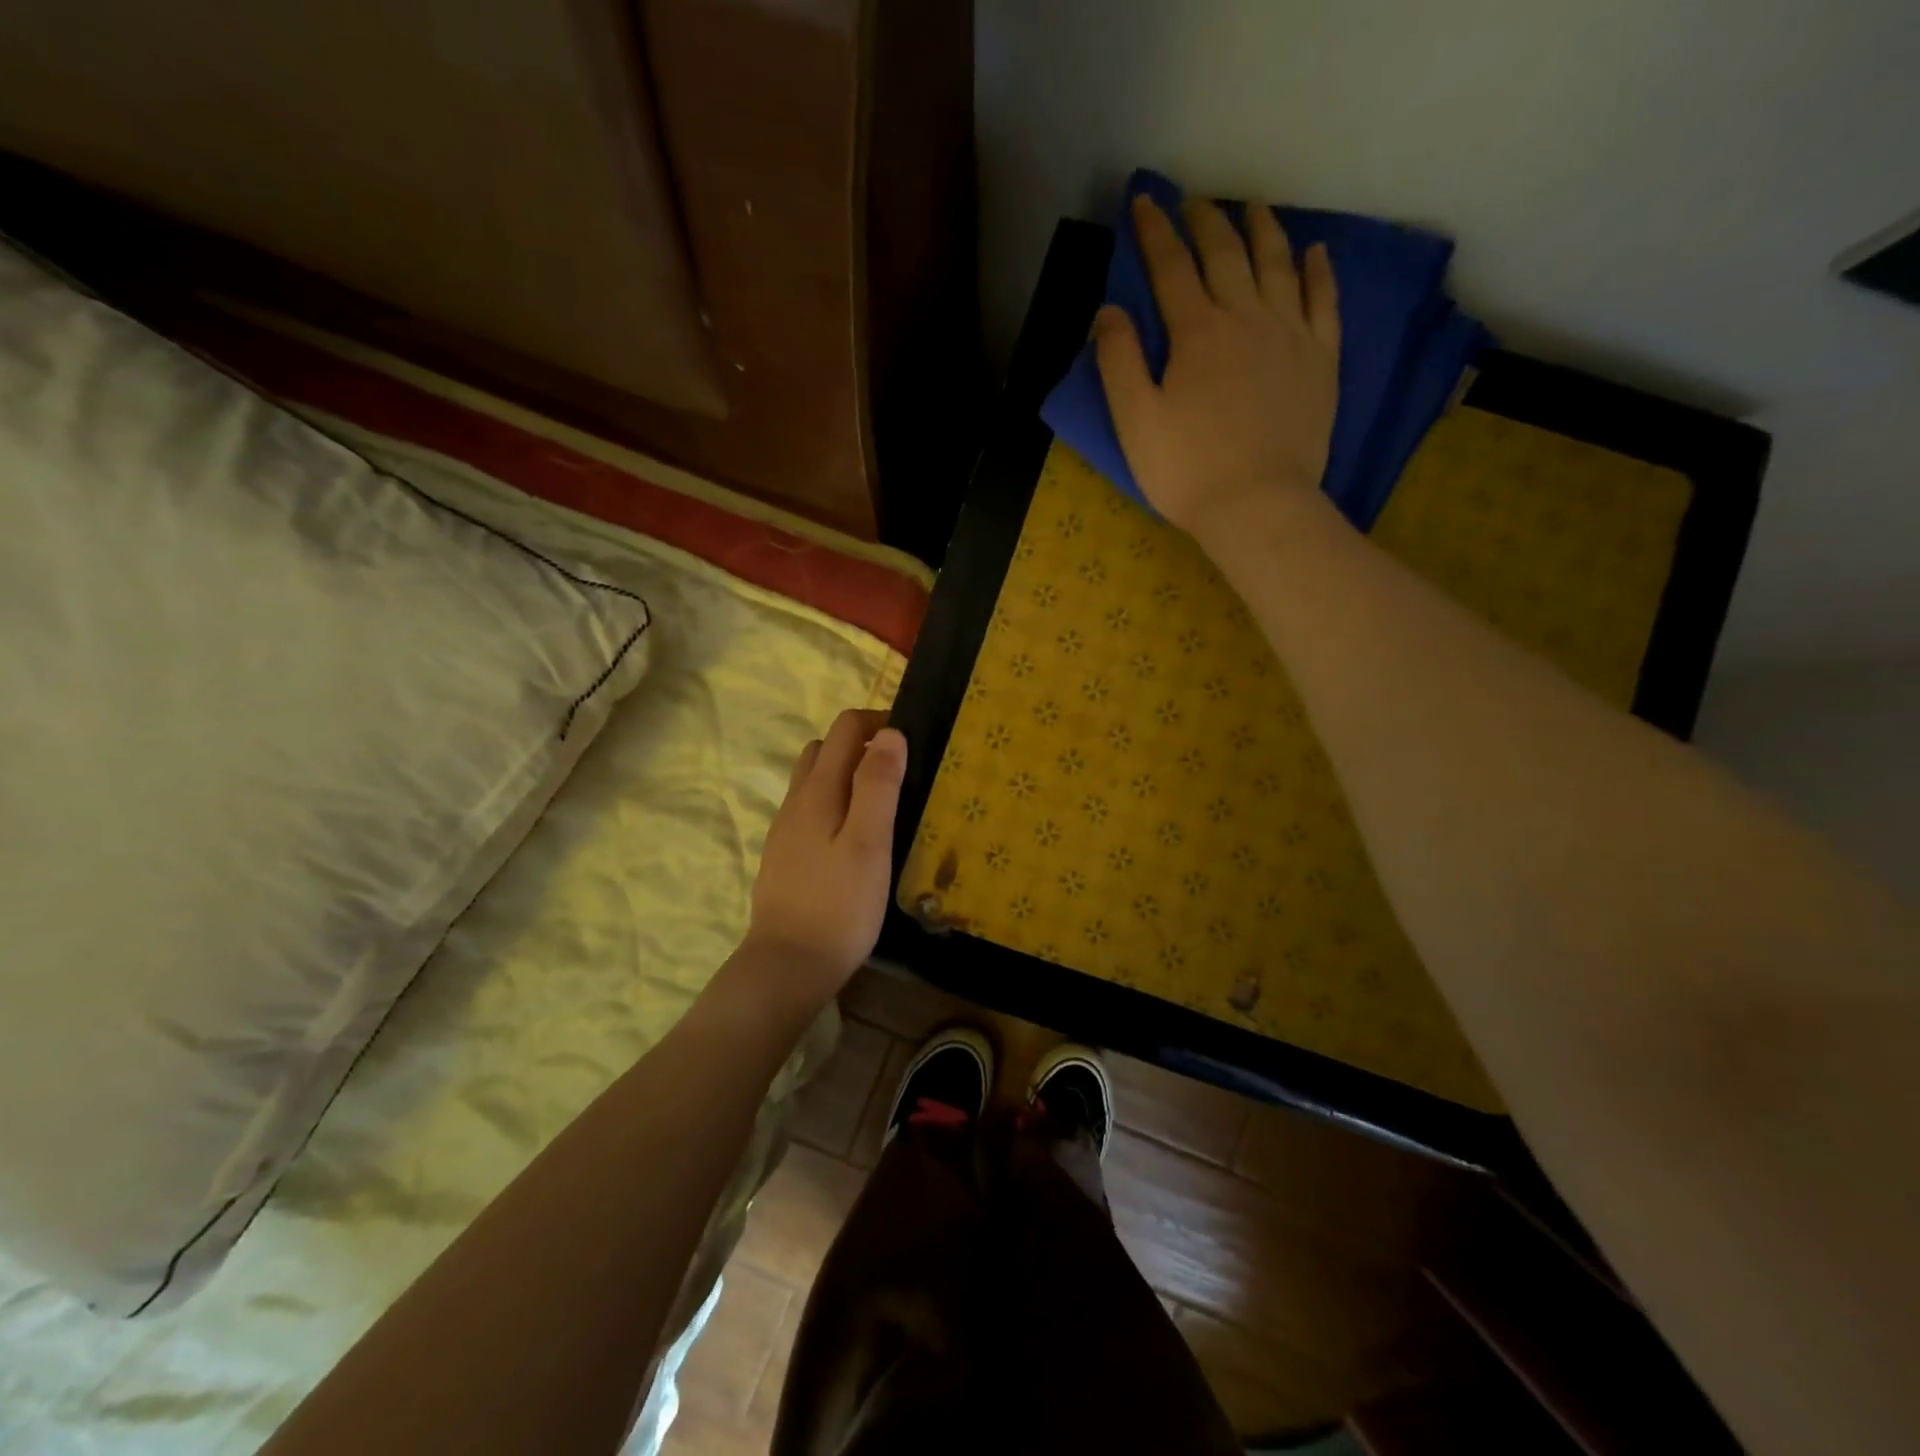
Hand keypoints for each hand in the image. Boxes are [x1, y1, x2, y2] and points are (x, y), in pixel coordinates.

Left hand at [745, 708, 906, 1008]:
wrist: (788, 965)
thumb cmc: (839, 905)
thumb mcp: (870, 842)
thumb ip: (879, 785)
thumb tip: (890, 733)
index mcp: (817, 791)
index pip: (844, 729)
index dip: (877, 722)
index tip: (910, 740)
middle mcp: (795, 802)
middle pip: (823, 750)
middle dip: (860, 745)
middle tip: (898, 771)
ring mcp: (784, 830)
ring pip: (813, 781)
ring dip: (844, 774)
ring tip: (880, 802)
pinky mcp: (783, 857)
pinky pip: (808, 811)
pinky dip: (833, 803)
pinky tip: (852, 837)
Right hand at [1095, 193, 1341, 539]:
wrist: (1257, 505)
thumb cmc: (1187, 470)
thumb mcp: (1136, 422)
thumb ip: (1119, 362)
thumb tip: (1110, 311)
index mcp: (1196, 333)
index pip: (1171, 267)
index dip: (1155, 231)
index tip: (1145, 200)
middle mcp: (1246, 318)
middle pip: (1226, 255)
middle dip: (1206, 221)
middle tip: (1195, 201)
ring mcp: (1290, 335)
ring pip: (1278, 266)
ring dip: (1263, 231)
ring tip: (1254, 208)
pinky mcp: (1321, 360)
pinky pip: (1324, 302)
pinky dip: (1318, 272)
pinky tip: (1314, 252)